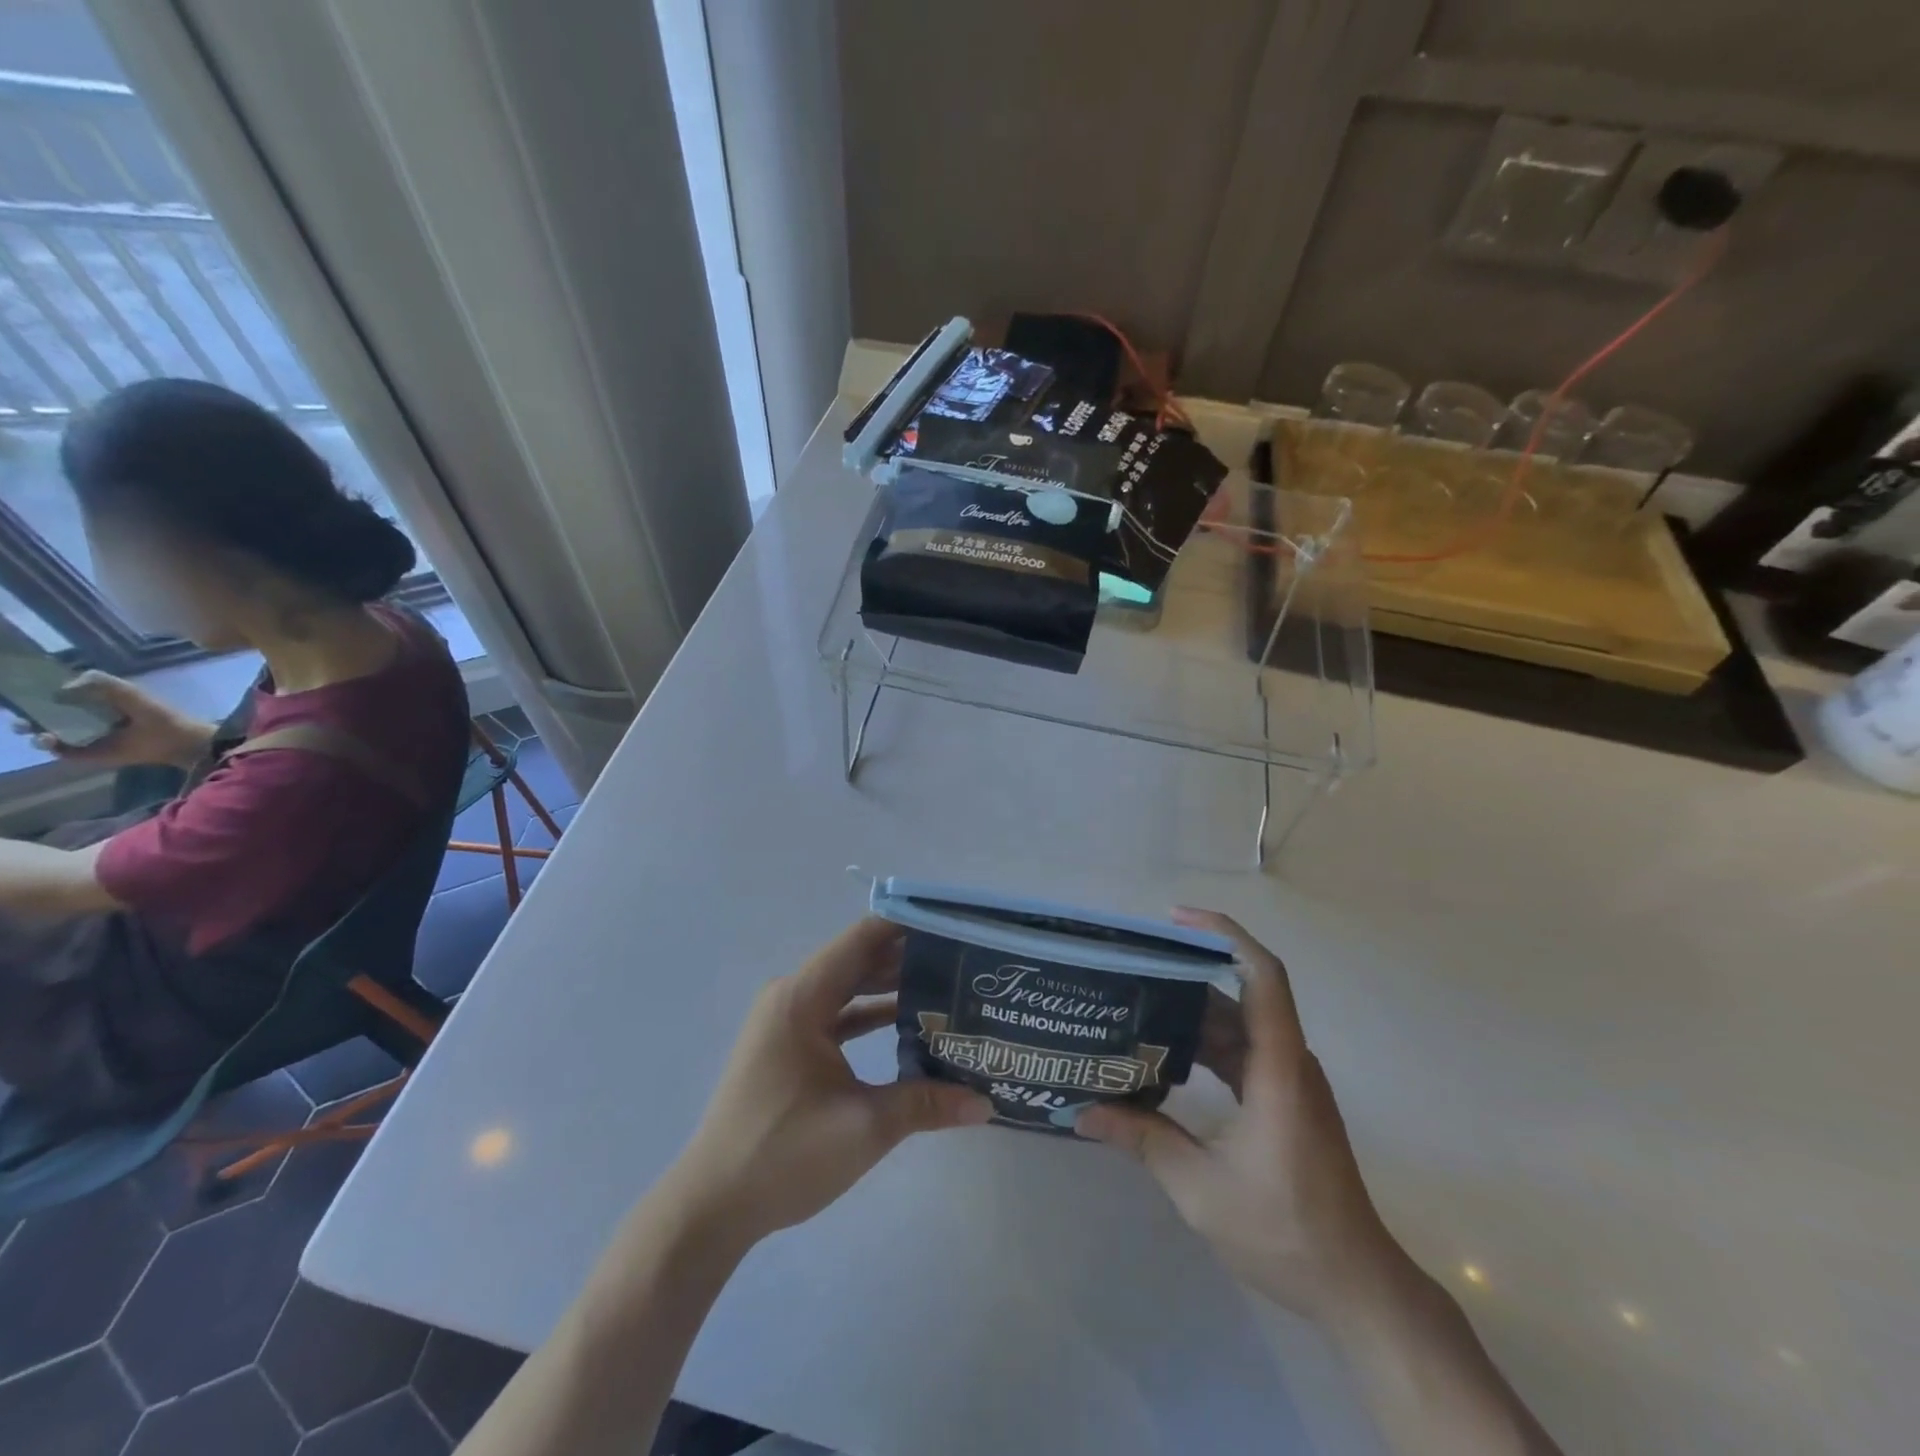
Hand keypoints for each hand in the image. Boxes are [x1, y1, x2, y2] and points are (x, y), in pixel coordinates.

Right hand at [15, 671, 212, 768]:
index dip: (34, 698)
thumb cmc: (156, 713)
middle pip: (41, 718)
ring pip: (45, 735)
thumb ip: (99, 682)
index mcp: (90, 702)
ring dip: (34, 733)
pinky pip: (63, 752)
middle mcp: (81, 719)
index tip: (21, 696)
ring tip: (39, 733)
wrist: (177, 739)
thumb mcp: (128, 691)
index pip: (51, 698)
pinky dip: (52, 748)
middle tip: (20, 720)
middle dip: (24, 718)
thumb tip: (60, 688)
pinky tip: (51, 741)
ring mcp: (83, 737)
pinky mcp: (89, 754)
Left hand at [666, 917, 992, 1250]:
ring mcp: (786, 1021)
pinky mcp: (787, 1046)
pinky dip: (869, 1015)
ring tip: (946, 984)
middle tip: (962, 956)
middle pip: (858, 960)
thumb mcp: (864, 1127)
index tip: (952, 921)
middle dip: (908, 956)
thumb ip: (926, 1104)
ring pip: (848, 988)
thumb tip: (986, 1102)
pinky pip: (836, 1014)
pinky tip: (909, 1024)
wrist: (711, 1206)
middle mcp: (792, 996)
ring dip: (890, 986)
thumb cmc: (783, 1154)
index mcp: (803, 997)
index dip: (906, 925)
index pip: (863, 939)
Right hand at [1078, 909, 1391, 1320]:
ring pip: (1238, 1026)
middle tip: (1132, 969)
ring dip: (1191, 1015)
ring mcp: (1290, 1083)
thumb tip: (1083, 1112)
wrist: (1357, 1287)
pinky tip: (1166, 1057)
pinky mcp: (1286, 1102)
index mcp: (1277, 1069)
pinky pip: (1242, 1054)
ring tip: (1135, 1007)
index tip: (1176, 919)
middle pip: (1239, 997)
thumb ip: (1143, 1141)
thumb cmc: (1285, 1233)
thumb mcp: (1201, 1189)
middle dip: (1186, 976)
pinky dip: (1205, 1047)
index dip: (1225, 934)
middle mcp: (1288, 1063)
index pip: (1262, 976)